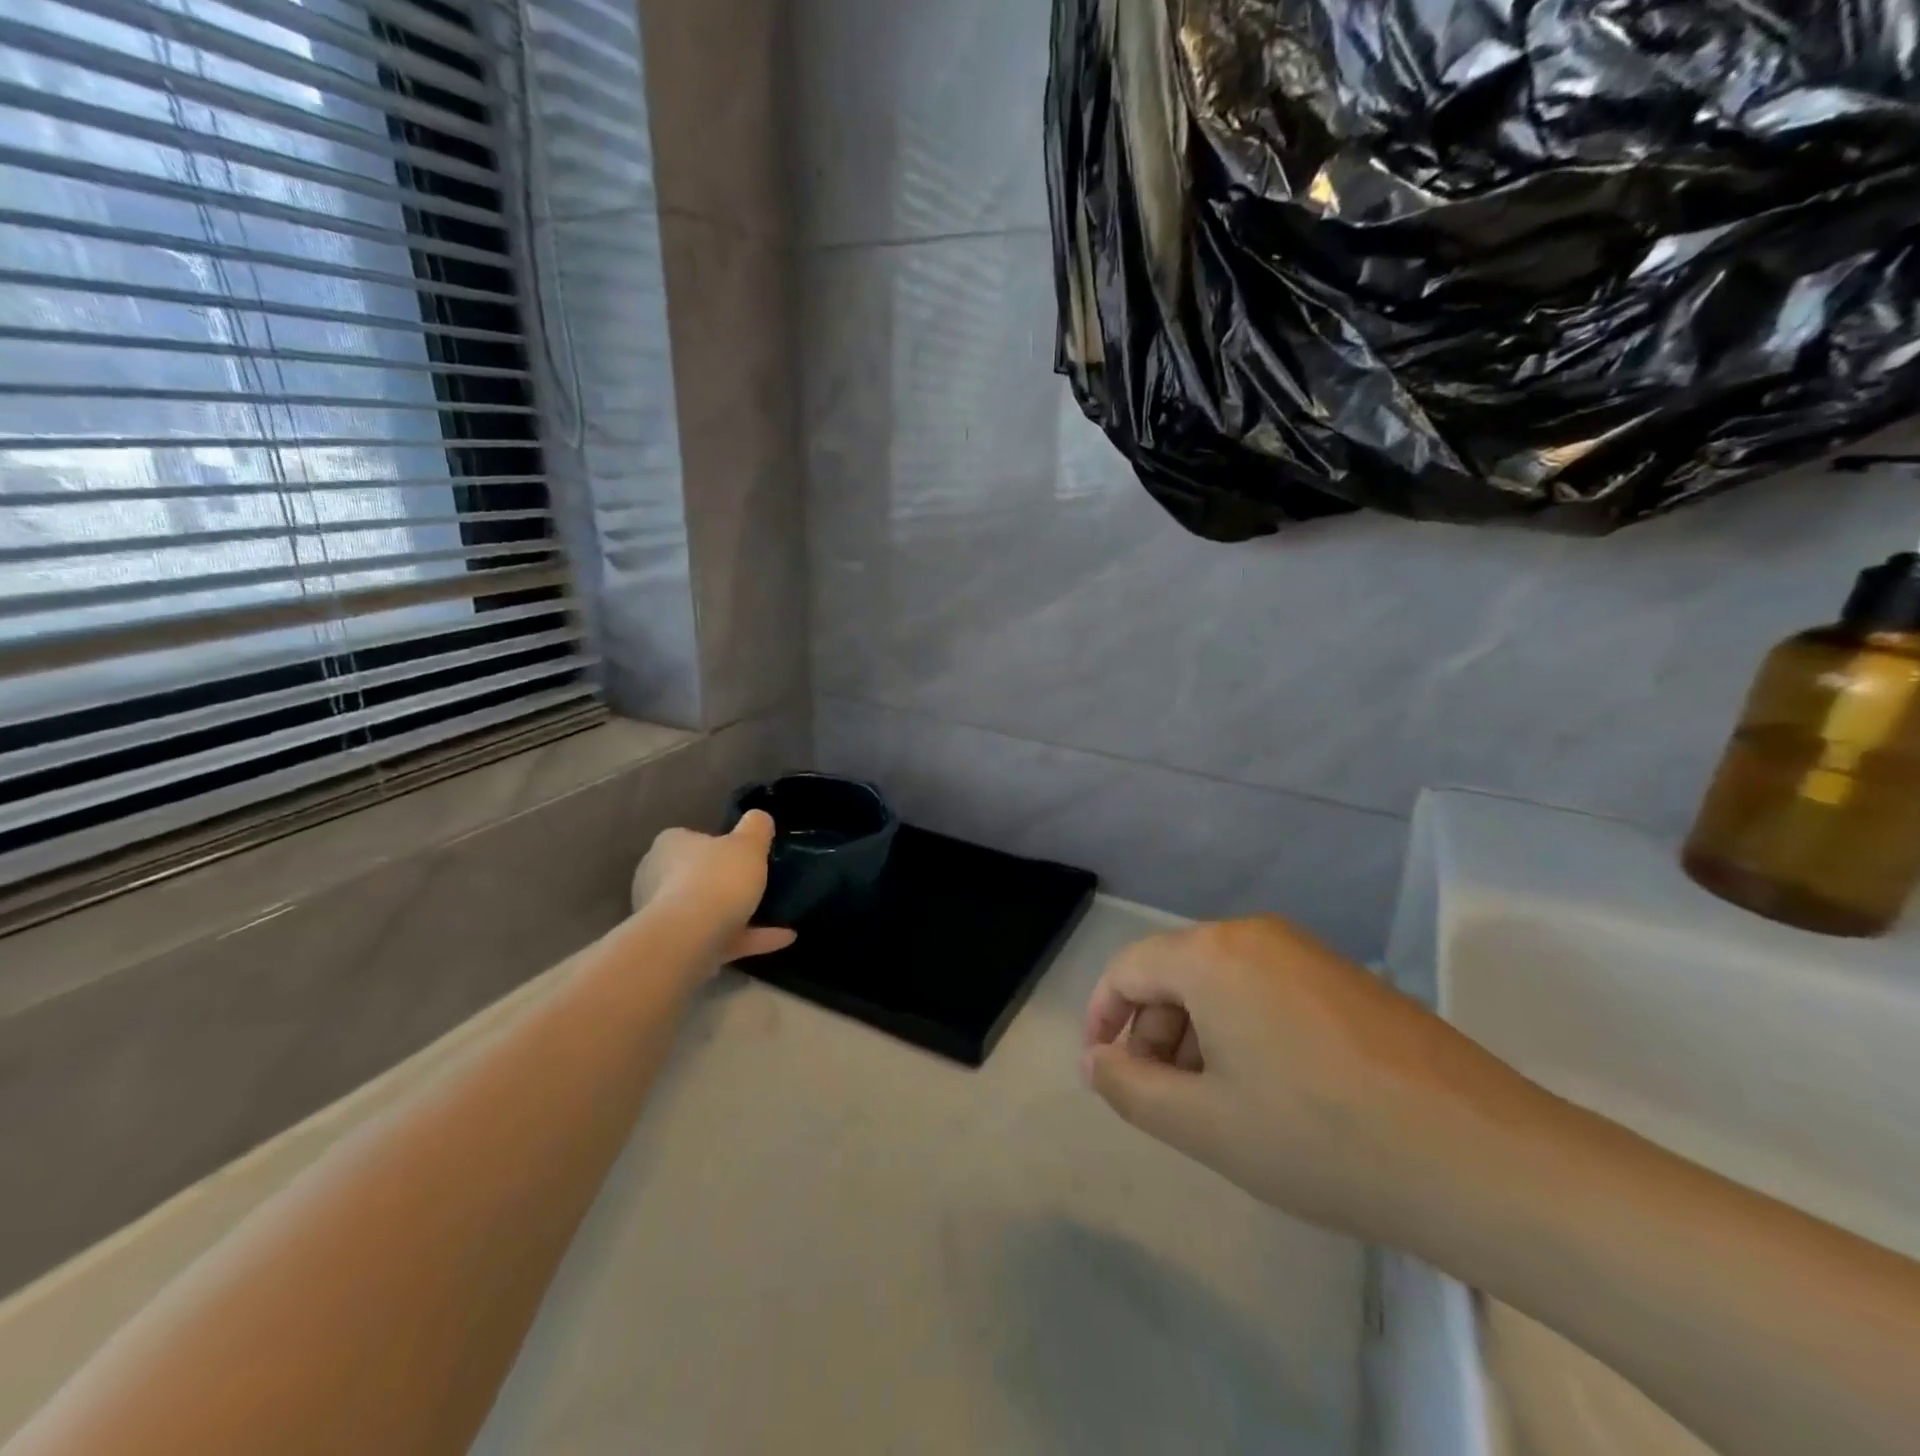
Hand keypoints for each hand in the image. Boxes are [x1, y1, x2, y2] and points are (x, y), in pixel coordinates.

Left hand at [630, 811, 796, 966]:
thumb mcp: (749, 843)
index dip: (719, 844)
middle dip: (724, 881)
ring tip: (778, 914)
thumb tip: (759, 819)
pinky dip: (750, 937)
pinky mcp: (678, 947)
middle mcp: (657, 878)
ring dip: (740, 913)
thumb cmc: (717, 878)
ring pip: (707, 910)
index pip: (691, 838)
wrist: (690, 938)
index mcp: (670, 845)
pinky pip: (720, 937)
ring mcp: (665, 916)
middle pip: (696, 875)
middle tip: (757, 882)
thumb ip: (757, 827)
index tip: (745, 853)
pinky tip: (784, 936)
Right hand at [1082, 916, 1522, 1241]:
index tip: (1101, 1070)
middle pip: (1174, 971)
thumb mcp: (1205, 1125)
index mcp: (1212, 954)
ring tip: (1217, 1104)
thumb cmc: (1321, 1138)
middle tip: (1162, 1099)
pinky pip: (1266, 989)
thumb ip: (1131, 1088)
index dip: (1101, 1017)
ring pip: (1221, 981)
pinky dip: (1242, 1029)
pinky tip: (1270, 1090)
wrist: (1482, 1158)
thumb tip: (1097, 1059)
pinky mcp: (1345, 977)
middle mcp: (1255, 934)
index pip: (1128, 969)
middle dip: (1153, 1031)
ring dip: (1197, 1033)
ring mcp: (1306, 951)